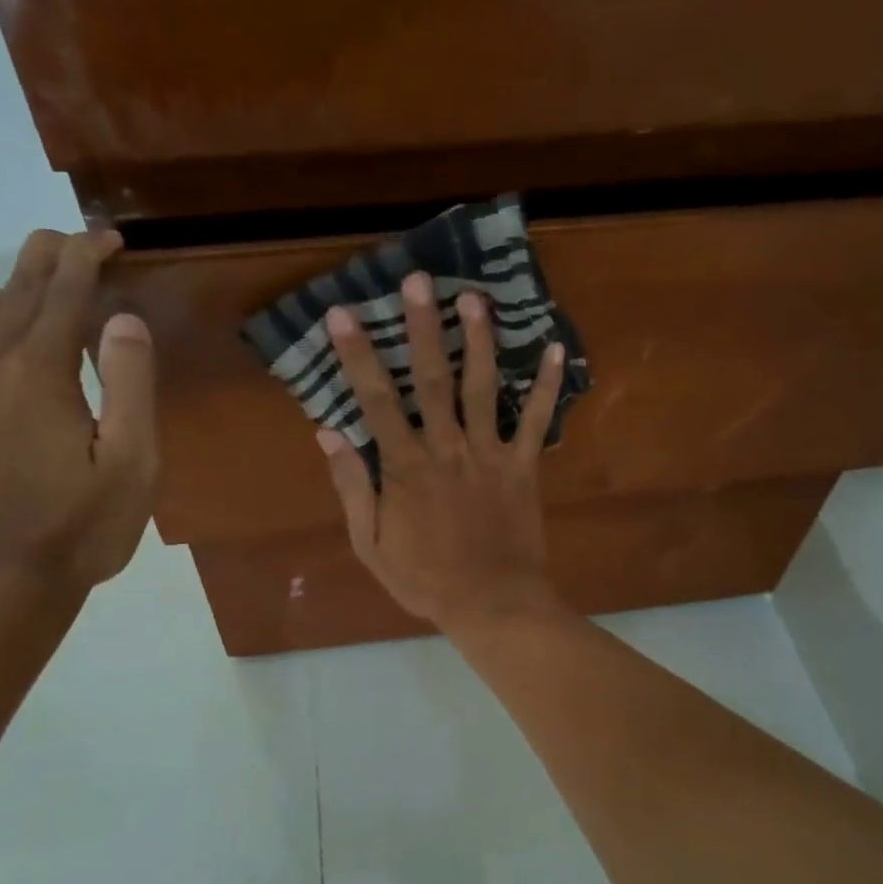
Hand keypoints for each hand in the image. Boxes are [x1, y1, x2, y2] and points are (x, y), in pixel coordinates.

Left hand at [0, 229, 156, 596]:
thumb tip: (123, 318)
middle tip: (83, 244)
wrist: (1, 579)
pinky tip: (7, 336)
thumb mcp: (133, 462)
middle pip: (17, 287)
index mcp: (37, 371)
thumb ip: (131, 383)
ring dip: (17, 285)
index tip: (112, 239)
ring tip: (51, 288)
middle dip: (51, 256)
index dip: (88, 256)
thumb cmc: (82, 526)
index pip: (63, 290)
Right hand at [316, 271, 567, 630]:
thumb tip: (326, 433)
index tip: (342, 313)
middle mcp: (447, 449)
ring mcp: (489, 455)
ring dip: (480, 341)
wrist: (491, 603)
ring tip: (475, 297)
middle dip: (423, 327)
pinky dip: (548, 387)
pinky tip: (556, 350)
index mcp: (405, 467)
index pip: (376, 401)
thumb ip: (351, 488)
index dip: (358, 355)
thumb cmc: (425, 579)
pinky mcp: (523, 467)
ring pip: (484, 388)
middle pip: (432, 379)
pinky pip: (537, 422)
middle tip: (419, 280)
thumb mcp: (370, 544)